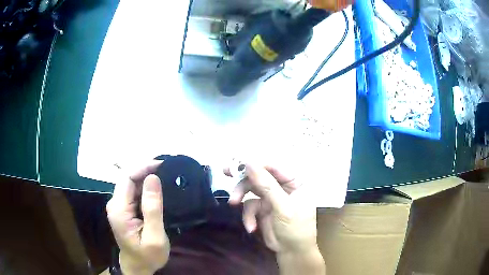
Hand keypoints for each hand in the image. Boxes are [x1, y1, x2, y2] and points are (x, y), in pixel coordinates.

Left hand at [106, 161, 169, 274]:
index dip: (143, 167)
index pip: (127, 178)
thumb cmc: (147, 255)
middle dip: (145, 170)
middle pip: (127, 178)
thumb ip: (152, 208)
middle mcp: (114, 204)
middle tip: (166, 168)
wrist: (137, 266)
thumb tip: (153, 178)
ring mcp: (117, 206)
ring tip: (163, 174)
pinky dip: (144, 186)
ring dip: (145, 177)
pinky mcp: (122, 209)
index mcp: (119, 210)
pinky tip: (155, 187)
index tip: (162, 164)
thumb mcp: (154, 236)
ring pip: (130, 183)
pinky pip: (132, 191)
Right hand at [226, 164, 324, 273]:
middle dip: (244, 178)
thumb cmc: (295, 228)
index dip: (256, 163)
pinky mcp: (262, 209)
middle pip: (259, 175)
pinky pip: (249, 206)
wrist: (291, 252)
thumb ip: (267, 185)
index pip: (274, 166)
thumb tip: (250, 163)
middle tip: (226, 171)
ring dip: (241, 196)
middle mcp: (282, 187)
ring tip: (233, 202)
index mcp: (294, 182)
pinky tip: (251, 227)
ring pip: (251, 189)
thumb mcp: (283, 207)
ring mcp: (271, 198)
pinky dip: (248, 216)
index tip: (238, 163)